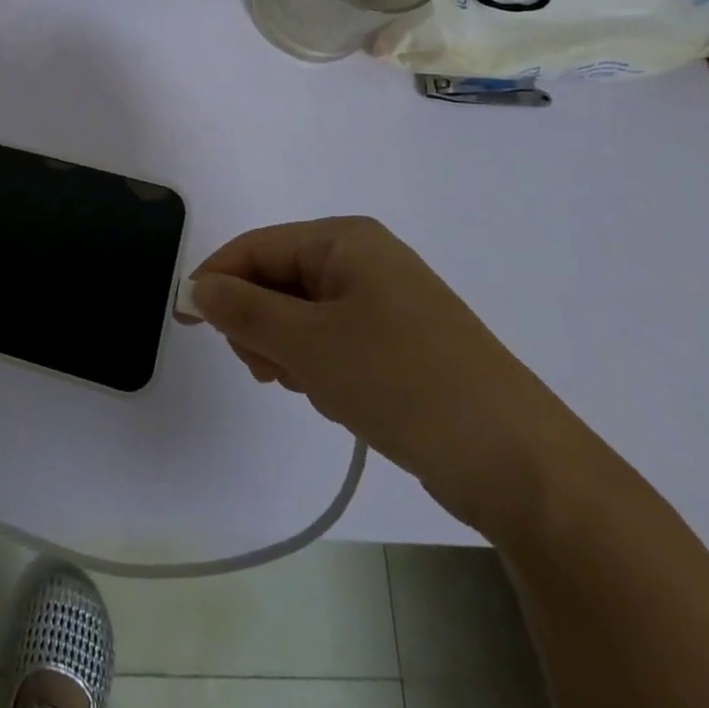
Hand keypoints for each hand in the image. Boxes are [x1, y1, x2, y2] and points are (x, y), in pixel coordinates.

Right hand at [185, 217, 593, 538]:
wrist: (522, 466)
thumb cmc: (403, 382)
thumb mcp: (308, 343)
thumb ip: (242, 309)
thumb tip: (198, 288)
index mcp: (344, 240)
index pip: (255, 246)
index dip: (214, 280)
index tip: (186, 323)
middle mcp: (364, 260)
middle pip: (277, 279)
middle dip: (258, 323)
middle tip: (265, 370)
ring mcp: (386, 302)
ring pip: (302, 315)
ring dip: (289, 351)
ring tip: (310, 390)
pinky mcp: (400, 343)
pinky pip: (334, 341)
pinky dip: (320, 367)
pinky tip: (338, 400)